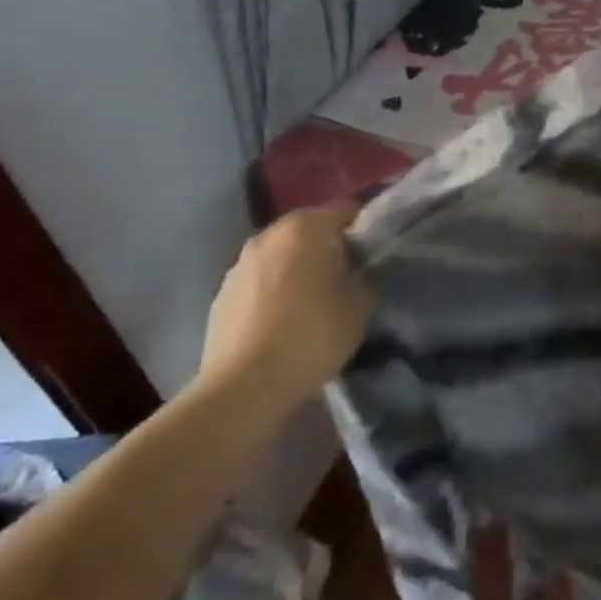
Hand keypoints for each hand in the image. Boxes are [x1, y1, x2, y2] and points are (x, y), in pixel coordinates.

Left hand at [196, 204, 372, 420]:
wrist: (244, 388)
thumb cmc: (312, 335)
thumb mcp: (362, 304)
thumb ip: (368, 275)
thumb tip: (363, 271)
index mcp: (306, 227)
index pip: (348, 211)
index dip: (368, 230)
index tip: (378, 255)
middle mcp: (269, 234)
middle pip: (312, 230)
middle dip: (332, 247)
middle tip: (351, 276)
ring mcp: (240, 264)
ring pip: (284, 255)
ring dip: (301, 268)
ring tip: (317, 301)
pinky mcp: (222, 295)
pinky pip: (261, 281)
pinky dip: (276, 291)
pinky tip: (286, 321)